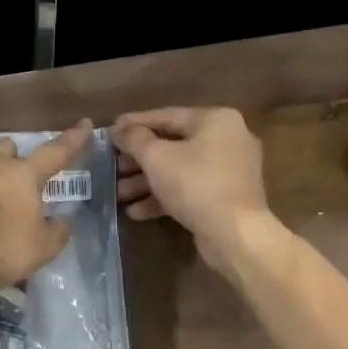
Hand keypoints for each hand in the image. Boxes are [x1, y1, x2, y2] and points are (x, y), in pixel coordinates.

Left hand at [0, 123, 92, 305]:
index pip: (55, 152)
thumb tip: (60, 220)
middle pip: (5, 149)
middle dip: (11, 159)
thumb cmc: (2, 248)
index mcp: (24, 175)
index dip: (72, 140)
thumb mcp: (42, 248)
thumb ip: (56, 231)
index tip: (84, 124)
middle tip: (13, 182)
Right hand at [112, 107, 275, 271]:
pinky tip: (137, 212)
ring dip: (147, 182)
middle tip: (113, 167)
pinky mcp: (227, 197)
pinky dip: (165, 197)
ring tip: (118, 194)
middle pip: (173, 145)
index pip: (167, 116)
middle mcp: (228, 139)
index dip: (135, 123)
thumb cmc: (195, 184)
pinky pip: (190, 190)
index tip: (111, 130)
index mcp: (215, 120)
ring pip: (180, 170)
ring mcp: (230, 170)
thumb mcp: (157, 157)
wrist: (235, 233)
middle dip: (138, 160)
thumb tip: (119, 128)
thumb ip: (134, 139)